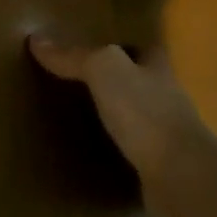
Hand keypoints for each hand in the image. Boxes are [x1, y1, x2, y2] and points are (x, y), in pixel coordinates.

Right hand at [28, 34, 216, 216]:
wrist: (179, 177)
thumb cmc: (145, 113)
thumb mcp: (105, 72)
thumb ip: (75, 56)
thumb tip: (37, 39)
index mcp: (158, 69)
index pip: (142, 49)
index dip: (120, 46)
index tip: (91, 46)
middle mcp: (167, 98)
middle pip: (138, 82)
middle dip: (113, 82)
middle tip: (72, 83)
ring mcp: (166, 135)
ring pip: (135, 117)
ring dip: (112, 117)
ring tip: (74, 118)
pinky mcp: (158, 167)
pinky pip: (130, 150)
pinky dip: (113, 149)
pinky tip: (89, 153)